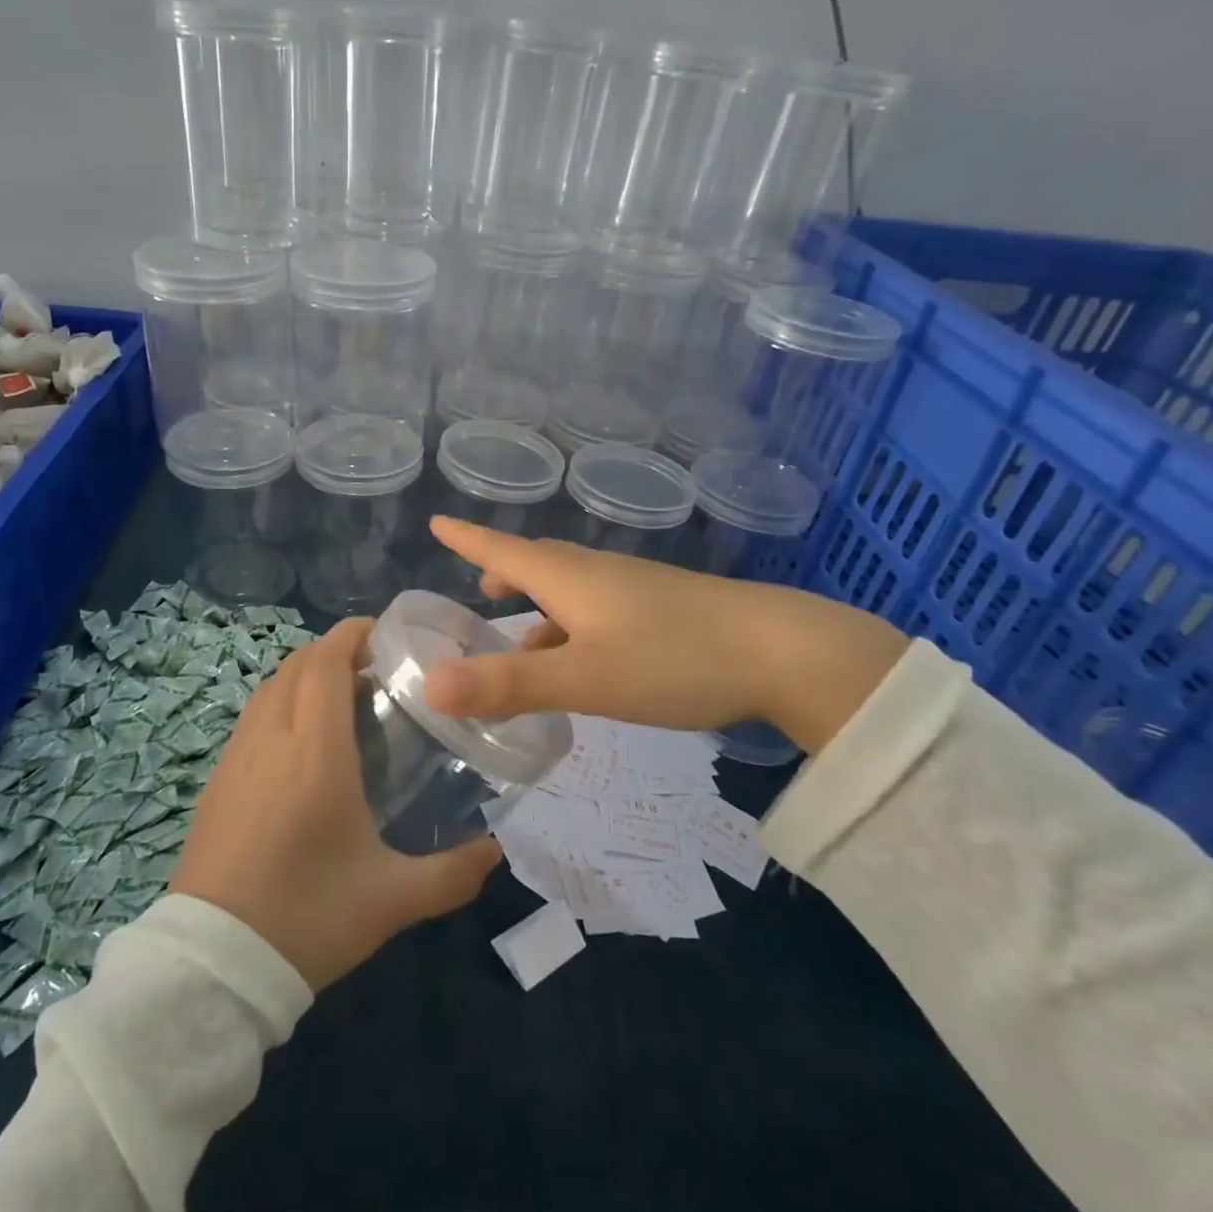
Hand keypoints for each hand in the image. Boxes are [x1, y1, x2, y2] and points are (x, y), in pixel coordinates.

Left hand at [171, 617, 503, 991]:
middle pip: (298, 665)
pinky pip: (252, 716)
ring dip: (304, 673)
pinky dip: (279, 701)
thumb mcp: (392, 900)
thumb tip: (497, 851)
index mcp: (316, 754)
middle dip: (334, 650)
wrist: (213, 965)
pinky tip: (300, 739)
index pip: (326, 663)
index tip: (384, 633)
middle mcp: (272, 740)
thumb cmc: (308, 919)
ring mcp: (236, 757)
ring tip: (342, 695)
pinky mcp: (217, 779)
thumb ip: (453, 874)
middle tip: (375, 666)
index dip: (353, 634)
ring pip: (270, 686)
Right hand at [421, 517, 907, 753]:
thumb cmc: (674, 659)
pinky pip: (599, 610)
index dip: (468, 540)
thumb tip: (430, 687)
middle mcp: (597, 573)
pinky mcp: (663, 610)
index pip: (502, 551)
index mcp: (569, 578)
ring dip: (540, 607)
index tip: (437, 523)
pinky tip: (586, 663)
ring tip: (524, 645)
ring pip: (571, 590)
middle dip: (504, 573)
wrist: (782, 651)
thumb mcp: (585, 678)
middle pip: (538, 564)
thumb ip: (510, 685)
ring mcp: (635, 590)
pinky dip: (574, 628)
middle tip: (481, 591)